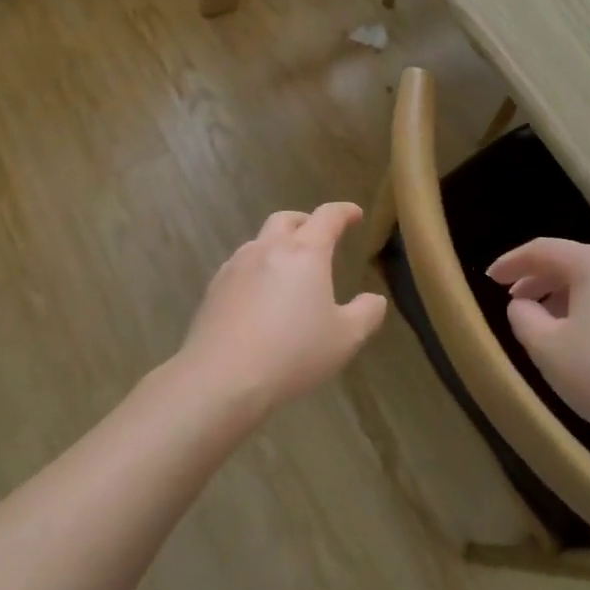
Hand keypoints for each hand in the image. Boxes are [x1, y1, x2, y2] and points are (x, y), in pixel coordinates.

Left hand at [179, 203, 386, 415]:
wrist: (222, 377)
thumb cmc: (292, 354)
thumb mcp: (345, 339)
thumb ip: (366, 313)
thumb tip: (374, 299)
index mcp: (305, 252)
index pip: (327, 217)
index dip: (344, 212)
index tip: (354, 215)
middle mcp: (268, 248)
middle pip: (287, 219)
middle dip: (306, 222)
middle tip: (319, 238)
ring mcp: (236, 266)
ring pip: (260, 241)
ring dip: (278, 246)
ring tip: (289, 271)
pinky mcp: (214, 287)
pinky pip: (240, 266)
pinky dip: (257, 269)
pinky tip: (260, 297)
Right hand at [487, 238, 589, 446]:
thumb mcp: (545, 348)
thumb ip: (523, 316)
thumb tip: (523, 304)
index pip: (543, 250)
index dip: (512, 263)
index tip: (490, 279)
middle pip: (574, 261)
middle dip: (540, 278)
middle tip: (516, 301)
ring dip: (569, 294)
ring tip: (550, 322)